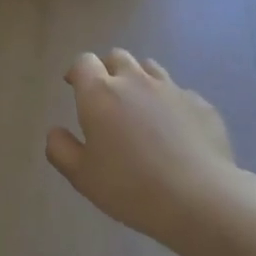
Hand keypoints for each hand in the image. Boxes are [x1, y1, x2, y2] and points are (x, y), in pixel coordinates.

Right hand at [46, 51, 238, 246]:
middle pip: (117, 57)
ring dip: (139, 80)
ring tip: (140, 108)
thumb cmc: (131, 187)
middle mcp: (135, 81)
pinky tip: (175, 130)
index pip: (84, 62)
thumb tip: (55, 131)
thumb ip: (60, 149)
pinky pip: (179, 93)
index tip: (74, 86)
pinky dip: (170, 103)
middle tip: (106, 96)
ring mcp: (171, 89)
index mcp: (100, 94)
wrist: (199, 198)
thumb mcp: (82, 177)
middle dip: (108, 70)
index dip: (78, 71)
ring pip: (150, 68)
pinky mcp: (200, 103)